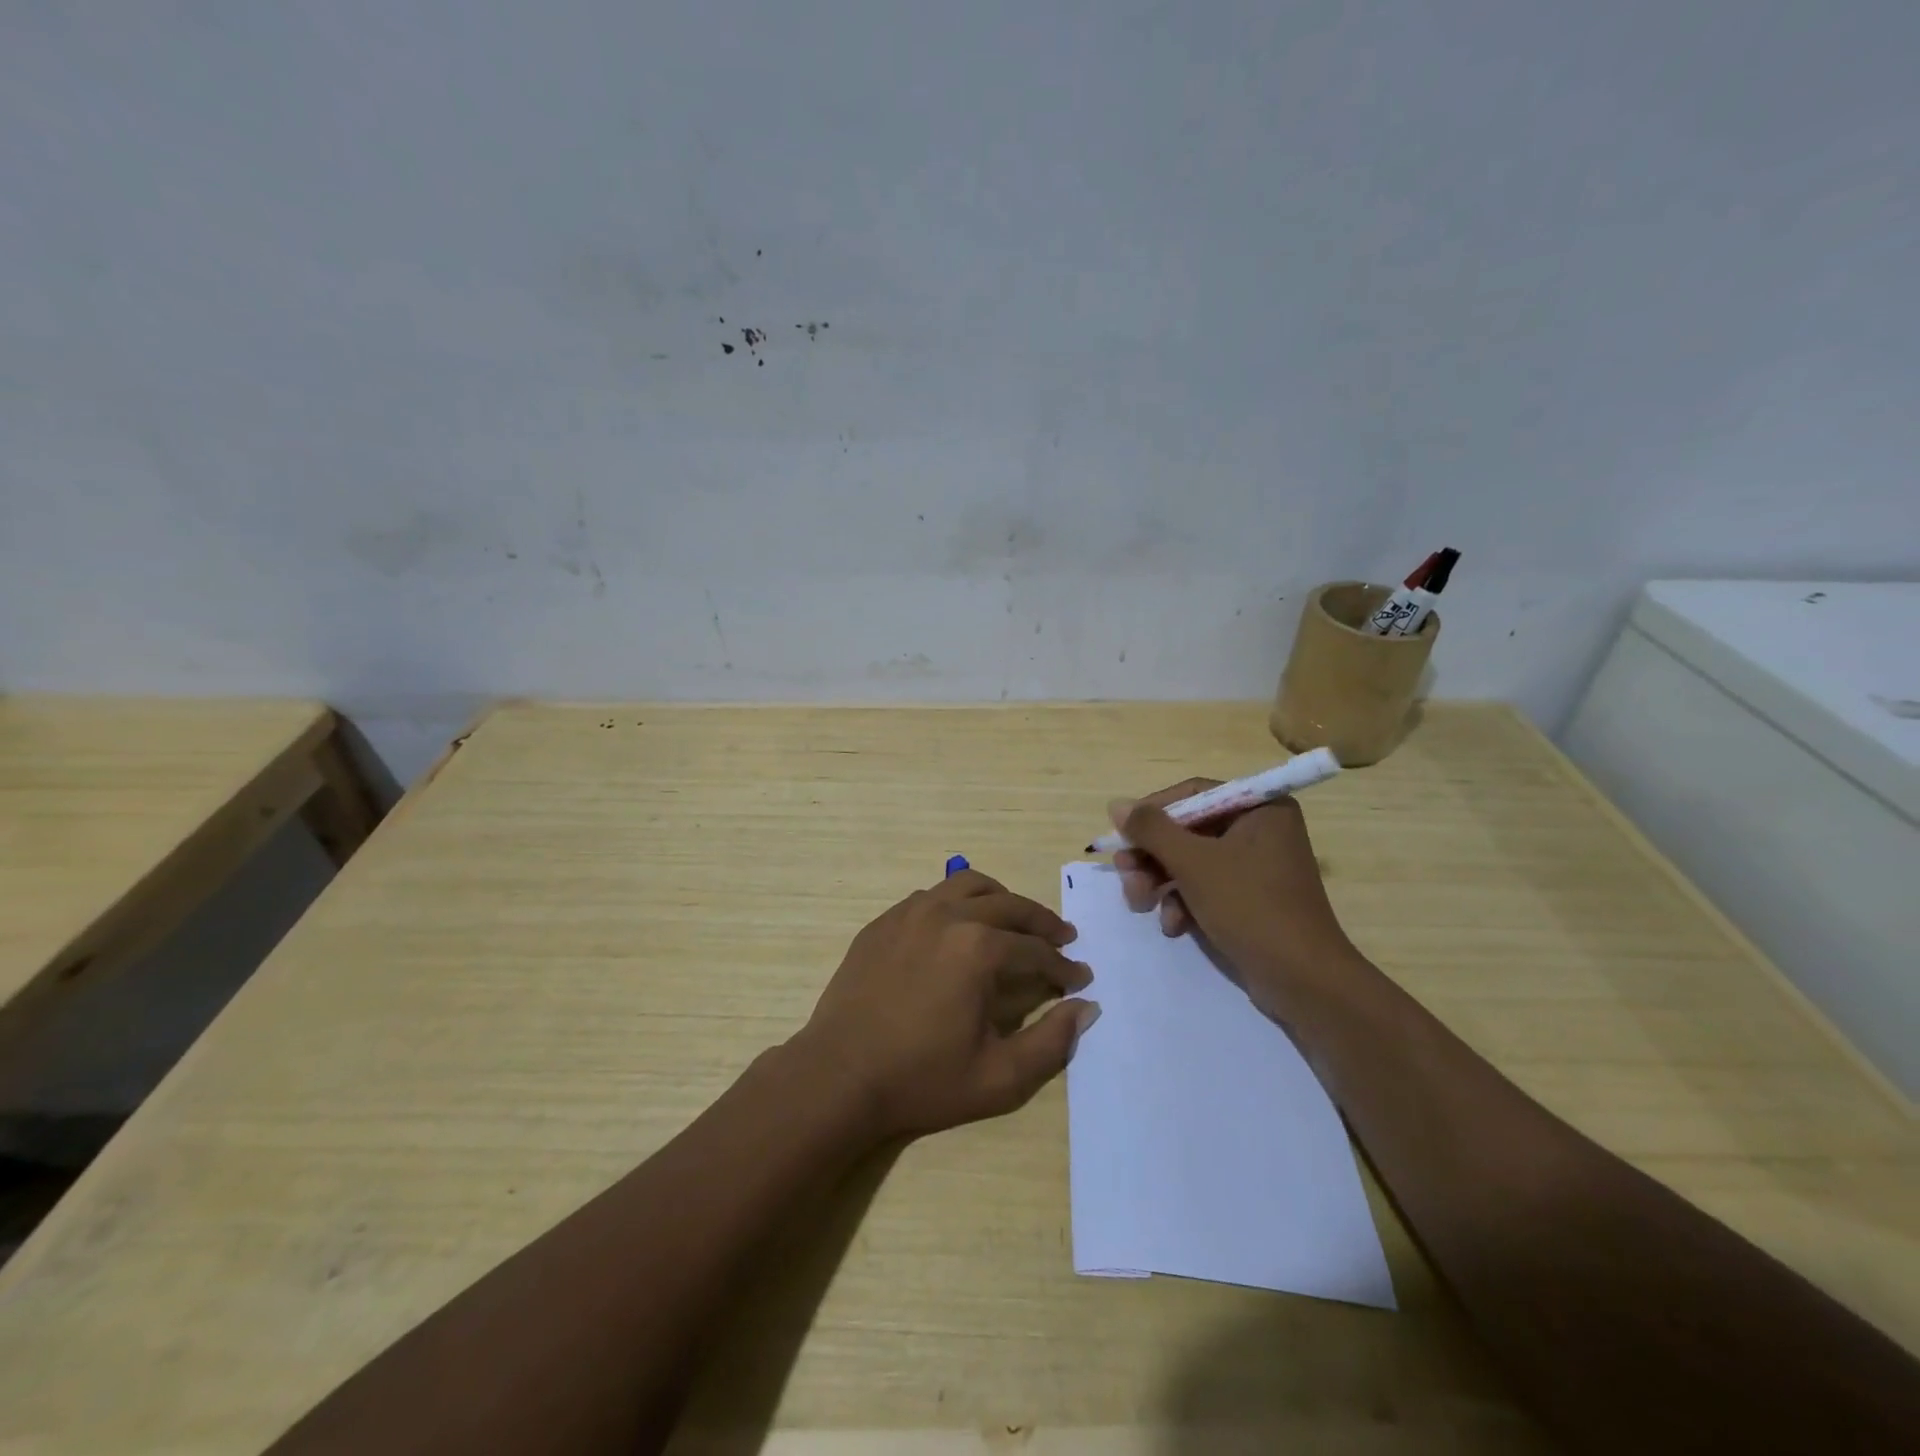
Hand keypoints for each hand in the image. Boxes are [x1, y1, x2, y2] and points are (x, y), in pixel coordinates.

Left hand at [789, 869, 1097, 1141]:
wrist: (839, 1076)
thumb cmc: (922, 1080)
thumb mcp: (999, 1078)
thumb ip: (1052, 1042)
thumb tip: (1086, 1007)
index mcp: (978, 948)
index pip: (1035, 948)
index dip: (1063, 965)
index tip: (1080, 977)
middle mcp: (947, 916)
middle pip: (1009, 905)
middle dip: (1042, 922)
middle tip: (1062, 938)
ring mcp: (910, 913)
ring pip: (968, 886)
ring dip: (1001, 900)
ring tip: (1015, 921)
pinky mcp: (883, 922)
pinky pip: (931, 896)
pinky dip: (958, 903)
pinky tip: (960, 927)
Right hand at [1110, 781, 1358, 1017]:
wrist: (1302, 980)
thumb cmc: (1250, 907)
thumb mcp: (1194, 863)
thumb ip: (1152, 830)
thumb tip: (1116, 804)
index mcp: (1260, 809)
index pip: (1193, 794)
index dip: (1152, 812)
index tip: (1122, 834)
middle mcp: (1260, 830)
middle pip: (1188, 830)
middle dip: (1152, 856)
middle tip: (1124, 873)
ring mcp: (1256, 866)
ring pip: (1191, 861)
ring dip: (1160, 882)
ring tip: (1140, 905)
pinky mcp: (1250, 899)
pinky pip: (1205, 887)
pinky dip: (1183, 902)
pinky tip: (1174, 925)